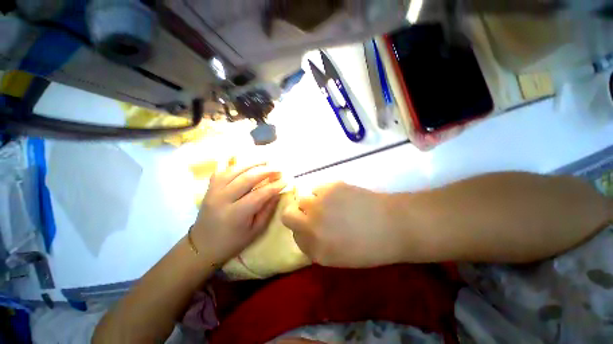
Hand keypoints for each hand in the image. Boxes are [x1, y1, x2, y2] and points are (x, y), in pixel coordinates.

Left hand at [192, 161, 285, 264]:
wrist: (202, 245)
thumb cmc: (232, 242)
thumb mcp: (254, 231)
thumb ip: (267, 211)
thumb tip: (277, 193)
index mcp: (235, 214)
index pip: (259, 195)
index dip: (274, 186)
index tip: (286, 180)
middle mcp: (222, 199)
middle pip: (247, 178)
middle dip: (266, 171)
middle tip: (279, 168)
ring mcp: (213, 191)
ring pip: (235, 170)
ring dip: (252, 163)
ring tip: (266, 160)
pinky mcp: (209, 187)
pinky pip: (222, 170)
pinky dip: (234, 163)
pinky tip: (245, 161)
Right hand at [281, 182, 402, 267]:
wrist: (393, 224)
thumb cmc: (369, 246)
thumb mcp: (339, 258)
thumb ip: (316, 247)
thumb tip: (305, 232)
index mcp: (316, 249)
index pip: (294, 236)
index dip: (301, 230)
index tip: (310, 228)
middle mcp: (312, 226)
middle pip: (288, 215)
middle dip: (296, 214)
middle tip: (312, 214)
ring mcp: (319, 204)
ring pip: (302, 198)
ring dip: (312, 202)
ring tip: (329, 204)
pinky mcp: (329, 187)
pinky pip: (317, 188)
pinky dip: (323, 193)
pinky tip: (339, 197)